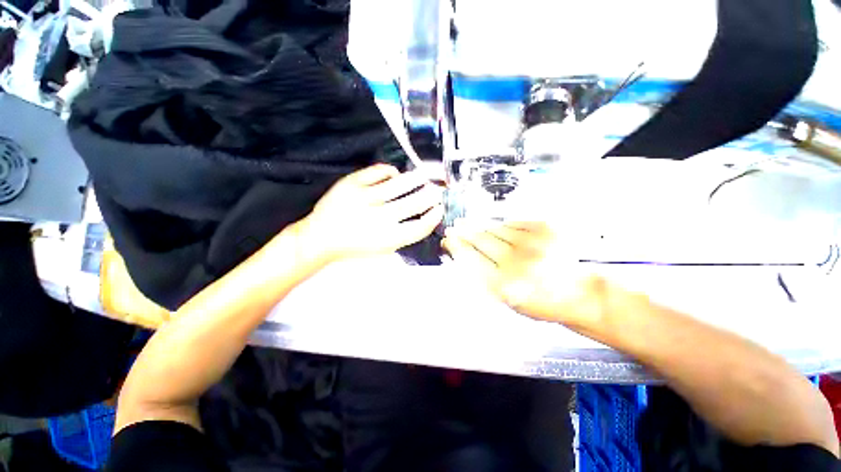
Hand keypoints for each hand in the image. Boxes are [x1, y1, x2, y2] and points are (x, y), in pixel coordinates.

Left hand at [297, 164, 443, 263]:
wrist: (321, 237)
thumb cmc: (356, 245)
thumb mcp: (383, 247)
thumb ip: (405, 234)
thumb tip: (425, 217)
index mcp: (387, 238)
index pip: (420, 227)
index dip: (434, 217)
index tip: (440, 209)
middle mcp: (379, 218)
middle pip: (414, 203)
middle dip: (430, 195)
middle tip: (437, 190)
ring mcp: (364, 198)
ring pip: (399, 184)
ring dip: (416, 179)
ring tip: (423, 176)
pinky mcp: (351, 184)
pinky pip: (378, 171)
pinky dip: (389, 171)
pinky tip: (394, 173)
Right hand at [441, 221, 607, 329]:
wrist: (578, 293)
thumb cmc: (538, 301)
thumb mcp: (505, 299)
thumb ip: (482, 276)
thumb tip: (462, 253)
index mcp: (504, 285)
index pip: (470, 258)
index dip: (456, 246)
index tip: (448, 239)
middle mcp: (517, 262)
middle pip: (480, 239)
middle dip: (463, 232)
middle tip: (454, 227)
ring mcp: (533, 242)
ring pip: (495, 228)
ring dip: (480, 227)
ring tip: (470, 225)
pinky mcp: (545, 229)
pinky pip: (513, 223)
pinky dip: (502, 226)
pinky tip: (496, 228)